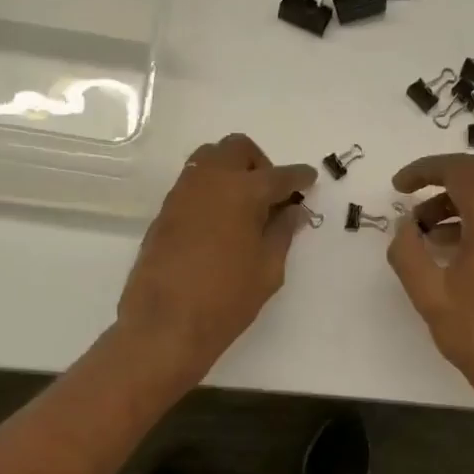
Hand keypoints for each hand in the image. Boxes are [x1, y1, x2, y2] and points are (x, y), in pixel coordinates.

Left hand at [116, 134, 315, 382]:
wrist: (166, 323)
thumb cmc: (226, 299)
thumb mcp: (267, 270)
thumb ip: (282, 233)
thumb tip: (293, 211)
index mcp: (243, 191)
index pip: (278, 175)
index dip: (298, 177)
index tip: (309, 179)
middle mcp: (210, 180)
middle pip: (237, 150)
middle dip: (259, 164)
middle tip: (271, 194)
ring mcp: (182, 193)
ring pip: (209, 160)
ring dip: (231, 171)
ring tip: (245, 207)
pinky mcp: (164, 212)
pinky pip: (192, 184)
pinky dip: (211, 190)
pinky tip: (220, 222)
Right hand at [387, 155, 473, 422]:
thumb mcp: (428, 294)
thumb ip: (408, 252)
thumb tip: (404, 226)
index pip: (463, 172)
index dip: (426, 170)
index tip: (398, 185)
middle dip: (442, 179)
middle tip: (408, 195)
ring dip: (456, 201)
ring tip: (421, 229)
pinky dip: (471, 218)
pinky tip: (445, 246)